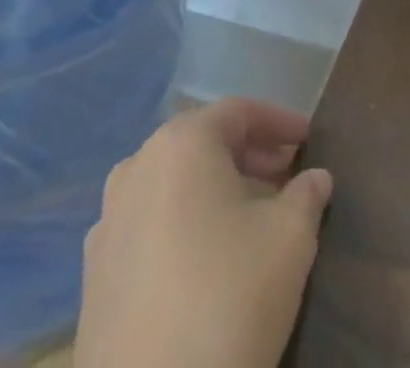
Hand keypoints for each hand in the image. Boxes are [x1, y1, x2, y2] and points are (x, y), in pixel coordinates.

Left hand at [74, 98, 332, 367]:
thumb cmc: (227, 298)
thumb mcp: (289, 238)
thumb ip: (306, 196)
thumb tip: (316, 178)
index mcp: (180, 144)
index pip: (238, 112)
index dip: (279, 122)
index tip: (309, 140)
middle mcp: (136, 168)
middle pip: (203, 145)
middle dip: (249, 157)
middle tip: (287, 177)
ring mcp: (107, 224)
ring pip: (173, 186)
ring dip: (215, 192)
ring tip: (252, 219)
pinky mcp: (94, 278)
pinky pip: (148, 228)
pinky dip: (183, 227)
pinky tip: (207, 262)